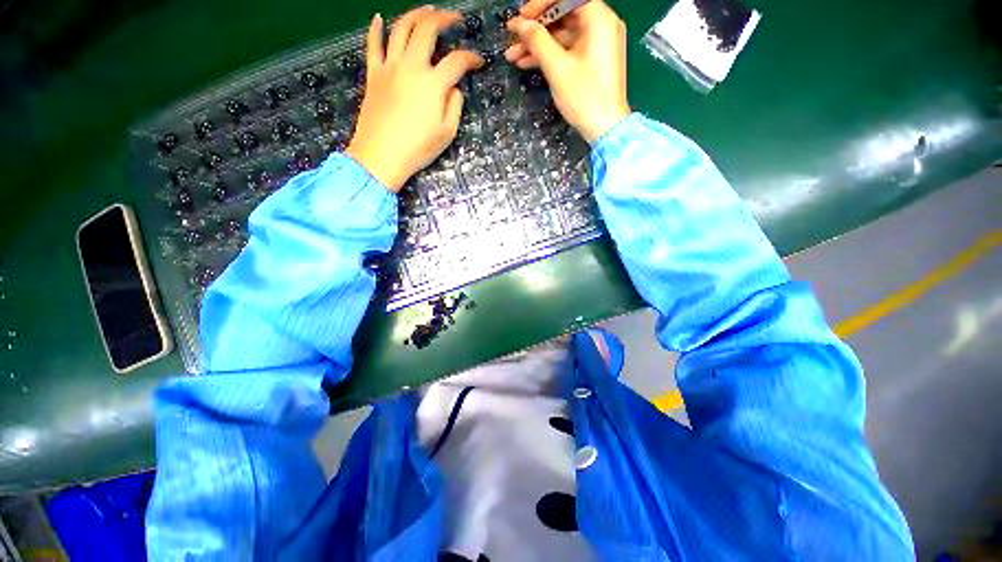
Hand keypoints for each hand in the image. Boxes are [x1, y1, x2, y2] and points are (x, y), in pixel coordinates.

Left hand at [347, 7, 484, 191]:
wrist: (381, 156)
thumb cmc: (418, 148)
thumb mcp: (447, 133)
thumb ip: (454, 107)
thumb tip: (454, 88)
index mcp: (433, 84)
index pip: (457, 61)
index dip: (471, 58)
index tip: (479, 61)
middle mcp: (412, 66)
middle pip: (427, 29)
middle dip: (444, 19)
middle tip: (454, 18)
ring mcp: (389, 67)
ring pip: (401, 28)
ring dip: (416, 14)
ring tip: (427, 10)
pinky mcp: (373, 74)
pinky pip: (372, 45)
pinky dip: (375, 28)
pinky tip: (378, 18)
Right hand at [504, 0, 630, 143]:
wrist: (605, 128)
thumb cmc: (584, 96)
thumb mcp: (557, 67)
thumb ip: (537, 41)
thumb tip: (519, 24)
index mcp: (598, 18)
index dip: (540, 5)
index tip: (520, 19)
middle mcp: (601, 25)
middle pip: (563, 16)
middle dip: (535, 29)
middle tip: (512, 39)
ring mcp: (597, 44)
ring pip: (562, 36)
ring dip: (538, 46)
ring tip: (513, 56)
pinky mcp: (592, 61)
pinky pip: (568, 50)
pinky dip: (550, 56)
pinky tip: (527, 63)